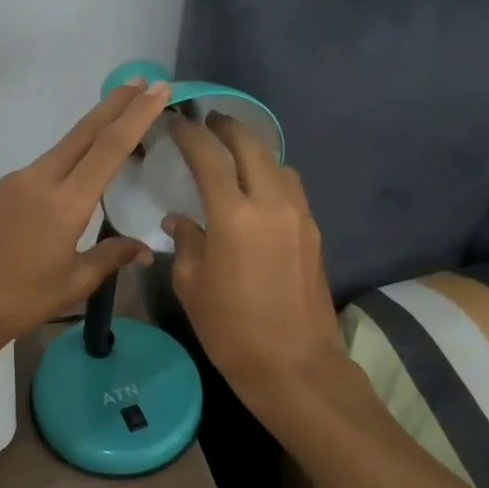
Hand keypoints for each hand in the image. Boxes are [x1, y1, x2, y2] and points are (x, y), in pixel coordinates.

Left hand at [0, 79, 170, 354]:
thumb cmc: (20, 300)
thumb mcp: (73, 283)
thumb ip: (110, 257)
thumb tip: (145, 248)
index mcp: (65, 203)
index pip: (109, 148)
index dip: (136, 116)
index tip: (157, 90)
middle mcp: (40, 180)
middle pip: (84, 132)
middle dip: (115, 105)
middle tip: (142, 82)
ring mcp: (16, 181)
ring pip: (63, 146)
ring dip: (92, 129)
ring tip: (119, 120)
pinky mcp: (1, 189)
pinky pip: (44, 165)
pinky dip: (69, 156)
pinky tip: (79, 167)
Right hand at [164, 114, 344, 399]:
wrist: (295, 366)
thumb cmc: (231, 329)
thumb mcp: (191, 285)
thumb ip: (184, 242)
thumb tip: (180, 220)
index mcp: (234, 216)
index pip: (209, 157)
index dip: (189, 134)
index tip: (175, 123)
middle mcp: (271, 204)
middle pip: (252, 146)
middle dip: (227, 127)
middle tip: (207, 121)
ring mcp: (298, 216)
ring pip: (278, 163)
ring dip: (253, 149)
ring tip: (233, 152)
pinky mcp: (313, 232)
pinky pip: (291, 187)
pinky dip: (271, 174)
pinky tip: (256, 188)